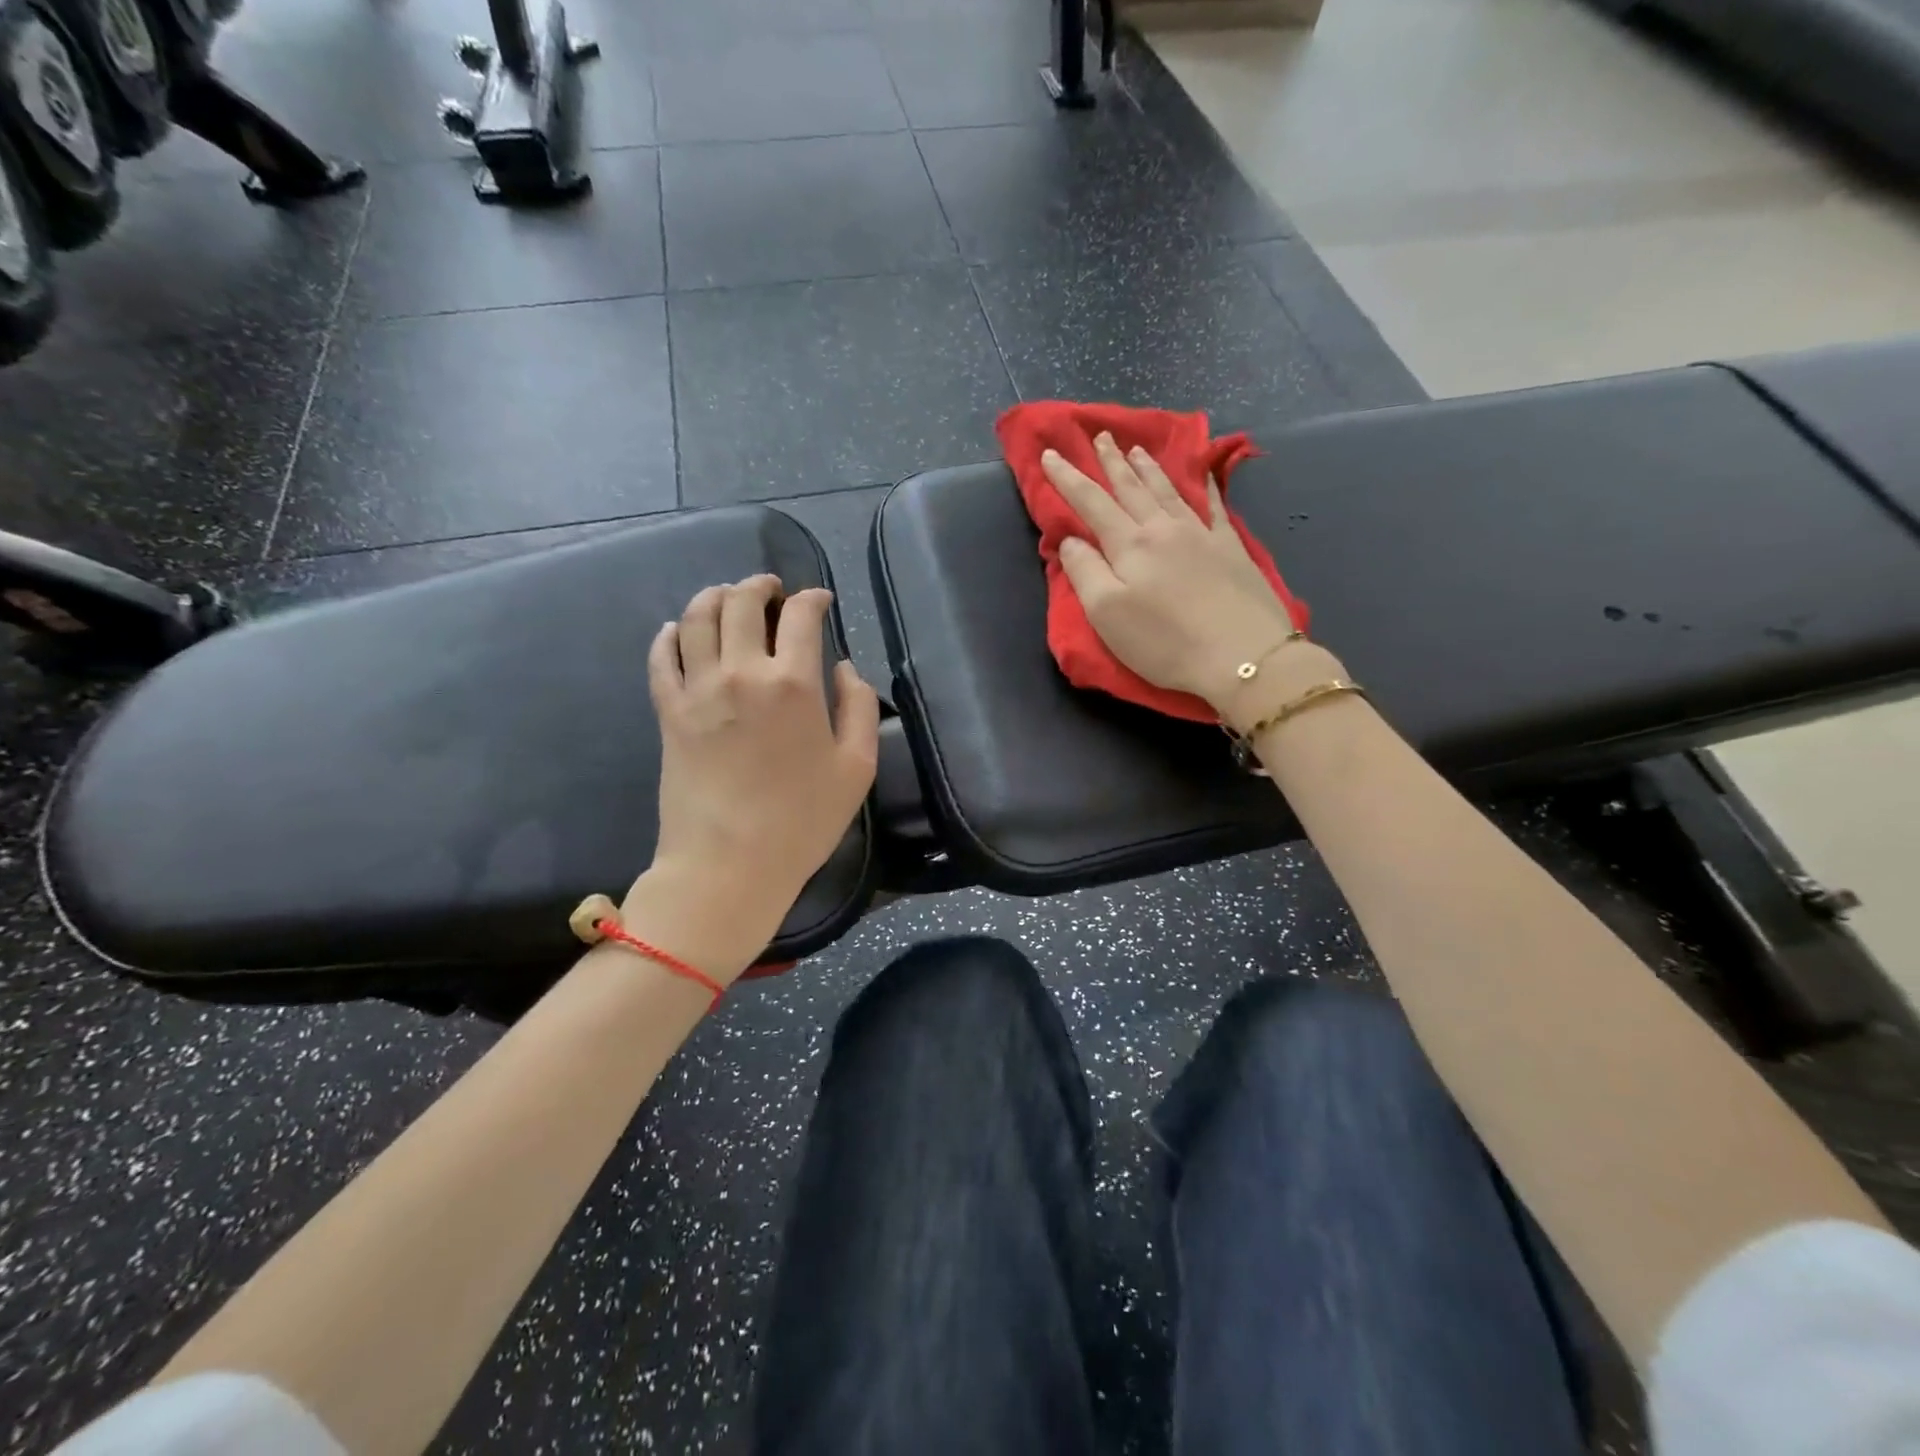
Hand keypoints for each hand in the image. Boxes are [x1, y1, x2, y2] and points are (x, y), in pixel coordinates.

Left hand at [635, 575, 879, 973]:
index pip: (800, 616)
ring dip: (714, 596)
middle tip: (771, 589)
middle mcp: (742, 673)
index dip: (813, 598)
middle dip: (760, 585)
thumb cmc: (802, 822)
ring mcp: (698, 691)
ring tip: (727, 597)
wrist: (728, 865)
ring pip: (696, 618)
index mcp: (794, 684)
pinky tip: (676, 630)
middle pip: (741, 602)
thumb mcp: (857, 768)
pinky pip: (660, 657)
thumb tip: (845, 669)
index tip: (821, 600)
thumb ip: (859, 708)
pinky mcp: (668, 713)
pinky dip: (668, 634)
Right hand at [1043, 434, 1317, 715]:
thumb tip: (1071, 540)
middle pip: (1132, 488)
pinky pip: (1215, 507)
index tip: (1051, 454)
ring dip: (1149, 468)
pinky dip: (1206, 486)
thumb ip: (1084, 572)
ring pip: (1168, 491)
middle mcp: (1163, 529)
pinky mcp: (1232, 549)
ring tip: (1138, 449)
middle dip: (1112, 462)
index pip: (1091, 502)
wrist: (1242, 654)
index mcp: (1129, 544)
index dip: (1068, 478)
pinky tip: (1204, 475)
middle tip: (1100, 436)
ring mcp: (1202, 535)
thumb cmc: (1164, 640)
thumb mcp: (1106, 613)